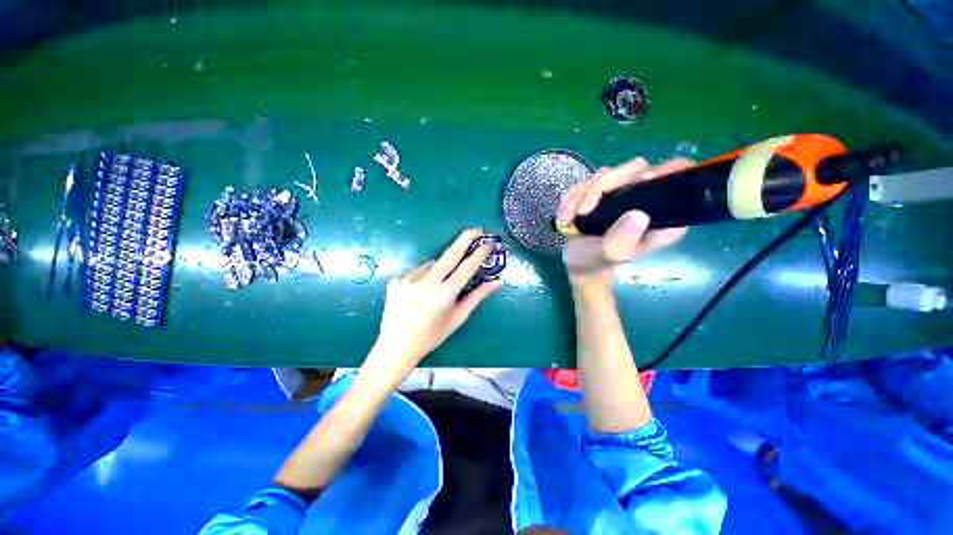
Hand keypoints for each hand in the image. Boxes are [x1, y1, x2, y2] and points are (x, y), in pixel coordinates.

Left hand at [362, 228, 502, 384]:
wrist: (396, 346)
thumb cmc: (432, 335)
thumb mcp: (457, 318)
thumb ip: (477, 296)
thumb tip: (497, 281)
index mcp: (444, 295)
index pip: (467, 267)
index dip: (479, 253)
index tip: (489, 242)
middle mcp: (426, 283)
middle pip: (450, 254)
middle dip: (465, 238)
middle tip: (476, 228)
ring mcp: (408, 279)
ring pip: (432, 263)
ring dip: (440, 268)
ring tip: (436, 287)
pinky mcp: (396, 279)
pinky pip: (418, 270)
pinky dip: (424, 275)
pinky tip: (420, 291)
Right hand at [556, 157, 691, 287]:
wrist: (577, 261)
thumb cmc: (596, 261)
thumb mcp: (609, 255)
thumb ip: (621, 240)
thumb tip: (638, 215)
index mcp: (661, 217)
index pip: (675, 182)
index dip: (661, 175)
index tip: (636, 184)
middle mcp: (645, 199)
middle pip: (635, 169)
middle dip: (600, 187)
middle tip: (582, 212)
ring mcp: (622, 192)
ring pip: (606, 173)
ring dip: (580, 196)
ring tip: (567, 220)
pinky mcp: (602, 191)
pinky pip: (586, 181)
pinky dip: (571, 198)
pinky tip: (565, 217)